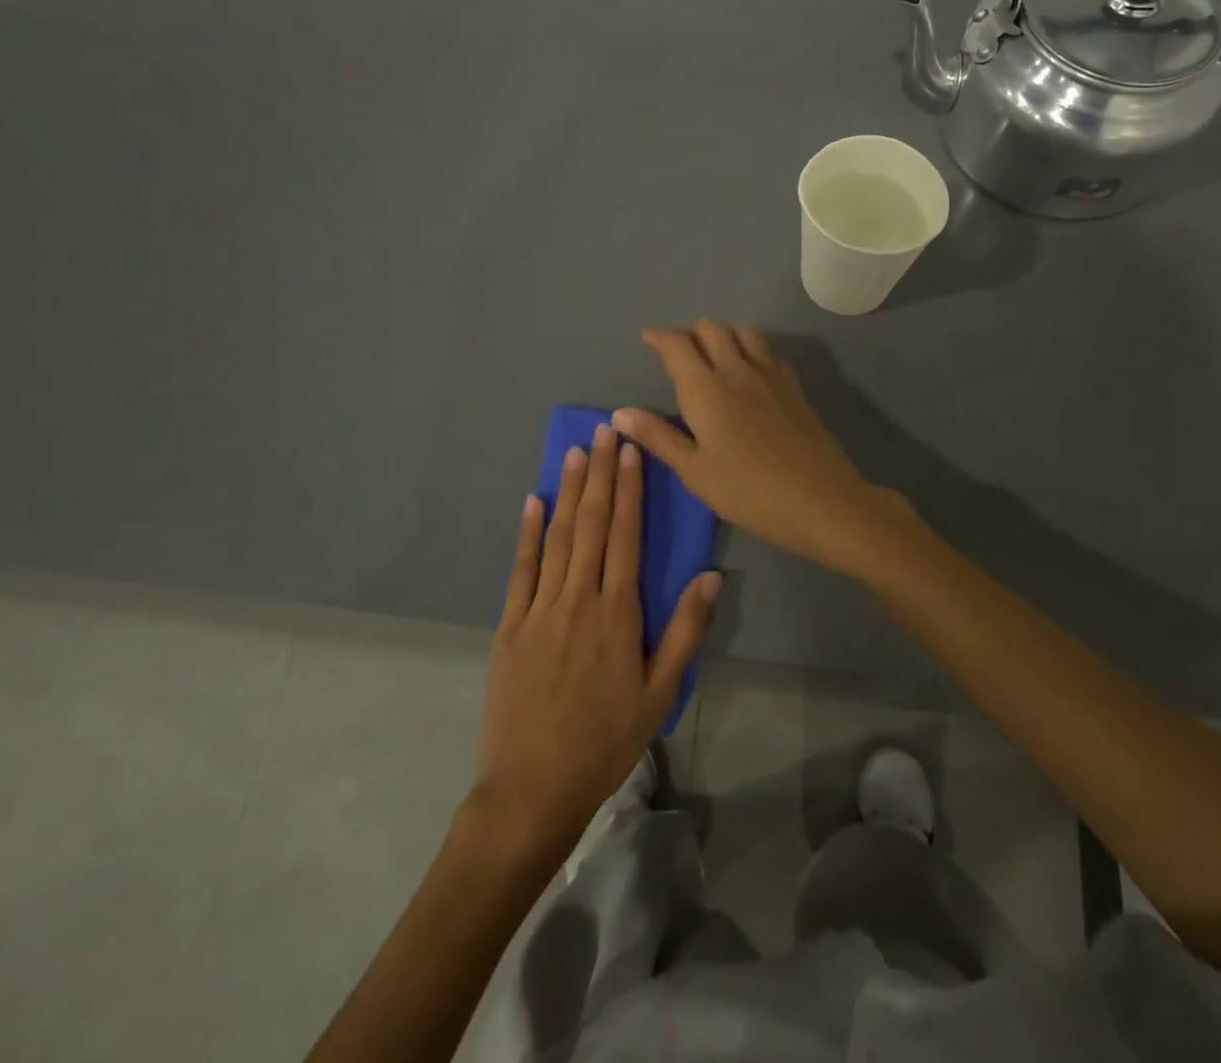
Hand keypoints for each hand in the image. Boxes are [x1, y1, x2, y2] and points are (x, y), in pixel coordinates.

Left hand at [471, 425, 718, 860]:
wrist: (532, 788)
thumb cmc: (605, 741)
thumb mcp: (660, 693)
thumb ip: (686, 631)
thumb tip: (710, 575)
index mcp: (618, 613)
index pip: (626, 535)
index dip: (630, 489)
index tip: (633, 451)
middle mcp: (578, 598)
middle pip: (592, 524)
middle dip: (601, 474)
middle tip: (607, 432)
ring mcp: (539, 608)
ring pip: (558, 537)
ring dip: (568, 491)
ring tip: (576, 451)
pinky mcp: (510, 624)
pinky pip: (520, 568)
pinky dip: (527, 532)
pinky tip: (532, 501)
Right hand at [612, 319, 912, 573]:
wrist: (820, 499)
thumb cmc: (748, 491)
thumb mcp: (695, 471)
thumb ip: (658, 436)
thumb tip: (619, 413)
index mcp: (706, 388)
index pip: (678, 345)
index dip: (660, 337)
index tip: (648, 337)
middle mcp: (737, 369)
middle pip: (711, 329)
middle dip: (690, 332)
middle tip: (678, 351)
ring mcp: (770, 374)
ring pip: (743, 332)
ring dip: (723, 334)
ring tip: (713, 354)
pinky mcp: (794, 385)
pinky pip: (767, 350)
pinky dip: (750, 347)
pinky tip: (749, 370)